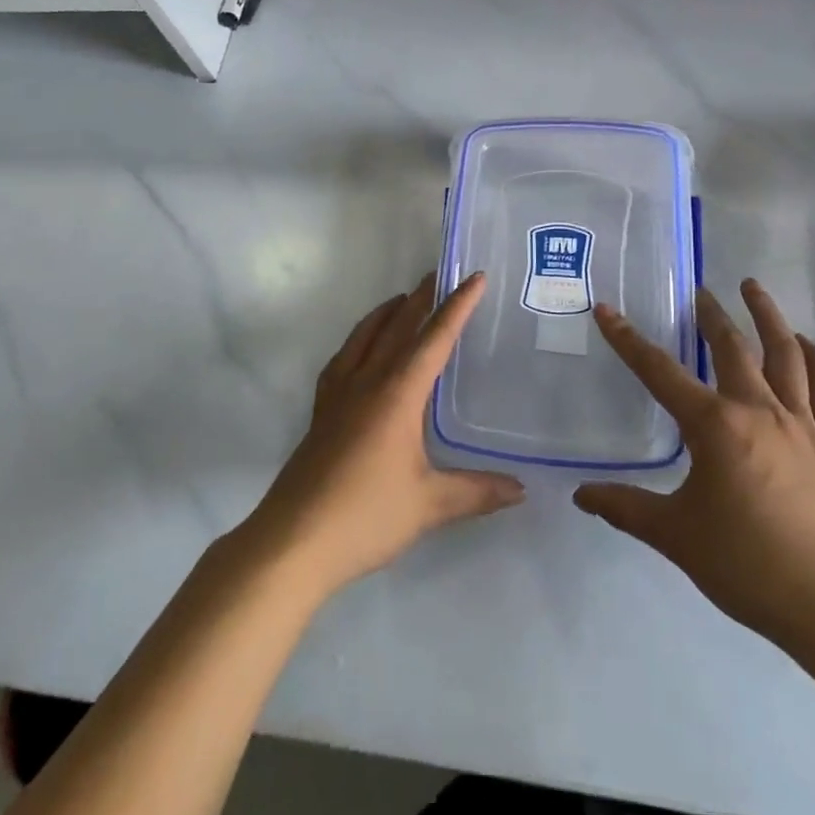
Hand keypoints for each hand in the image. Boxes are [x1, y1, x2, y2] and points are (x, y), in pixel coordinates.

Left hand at [243, 273, 524, 597]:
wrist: (294, 540)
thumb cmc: (366, 516)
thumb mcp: (430, 505)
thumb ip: (477, 492)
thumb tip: (521, 489)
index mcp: (397, 393)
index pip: (434, 338)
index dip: (457, 306)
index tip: (474, 277)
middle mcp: (367, 382)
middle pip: (397, 327)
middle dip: (421, 298)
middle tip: (440, 274)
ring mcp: (338, 394)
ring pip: (365, 337)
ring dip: (387, 313)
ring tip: (403, 299)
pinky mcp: (321, 411)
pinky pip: (342, 359)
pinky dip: (358, 341)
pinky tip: (360, 350)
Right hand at [574, 280, 814, 657]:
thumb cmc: (747, 563)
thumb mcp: (675, 535)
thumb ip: (625, 508)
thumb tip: (580, 496)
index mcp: (714, 425)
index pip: (659, 371)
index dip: (627, 339)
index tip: (606, 310)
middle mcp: (757, 410)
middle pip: (732, 347)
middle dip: (711, 314)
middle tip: (699, 290)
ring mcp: (800, 424)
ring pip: (786, 353)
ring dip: (768, 316)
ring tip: (754, 287)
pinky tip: (806, 344)